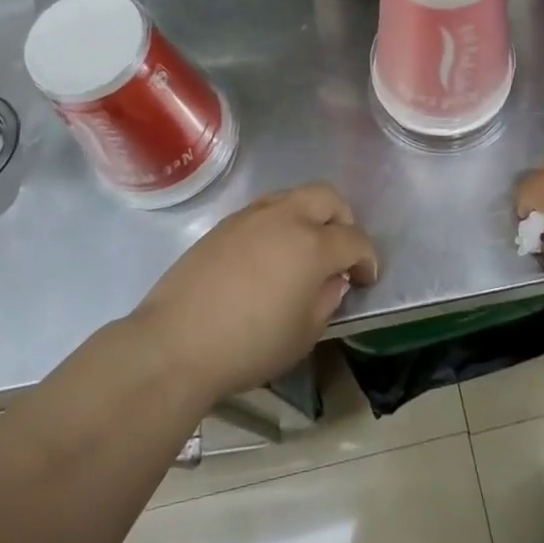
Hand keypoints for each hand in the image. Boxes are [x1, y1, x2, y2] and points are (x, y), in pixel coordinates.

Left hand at [132, 185, 378, 403]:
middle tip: (340, 250)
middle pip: (327, 197)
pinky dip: (280, 223)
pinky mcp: (224, 224)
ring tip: (304, 250)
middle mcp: (285, 217)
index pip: (354, 239)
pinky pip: (264, 210)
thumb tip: (333, 280)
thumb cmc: (249, 346)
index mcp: (312, 244)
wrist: (176, 343)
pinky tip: (270, 255)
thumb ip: (327, 299)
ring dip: (310, 216)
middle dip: (343, 219)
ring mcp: (251, 216)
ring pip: (294, 196)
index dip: (367, 258)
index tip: (366, 278)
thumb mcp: (303, 335)